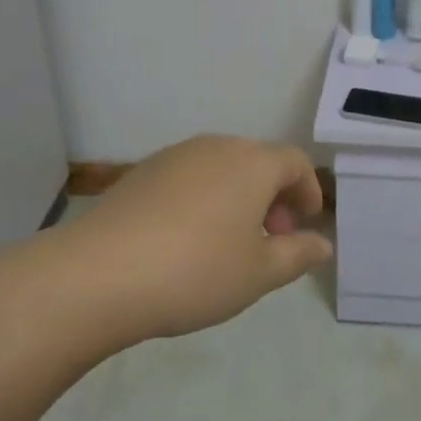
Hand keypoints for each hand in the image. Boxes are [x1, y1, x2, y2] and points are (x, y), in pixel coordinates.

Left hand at [45, 134, 332, 349]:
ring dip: (239, 197)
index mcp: (253, 163)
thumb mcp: (258, 274)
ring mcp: (176, 155)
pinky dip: (204, 198)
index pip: (296, 162)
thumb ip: (297, 255)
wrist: (97, 274)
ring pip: (223, 168)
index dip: (308, 191)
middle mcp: (217, 146)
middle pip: (259, 161)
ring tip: (230, 242)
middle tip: (271, 240)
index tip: (304, 225)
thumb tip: (323, 245)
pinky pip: (190, 177)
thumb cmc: (194, 271)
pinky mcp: (142, 172)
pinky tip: (187, 239)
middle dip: (274, 197)